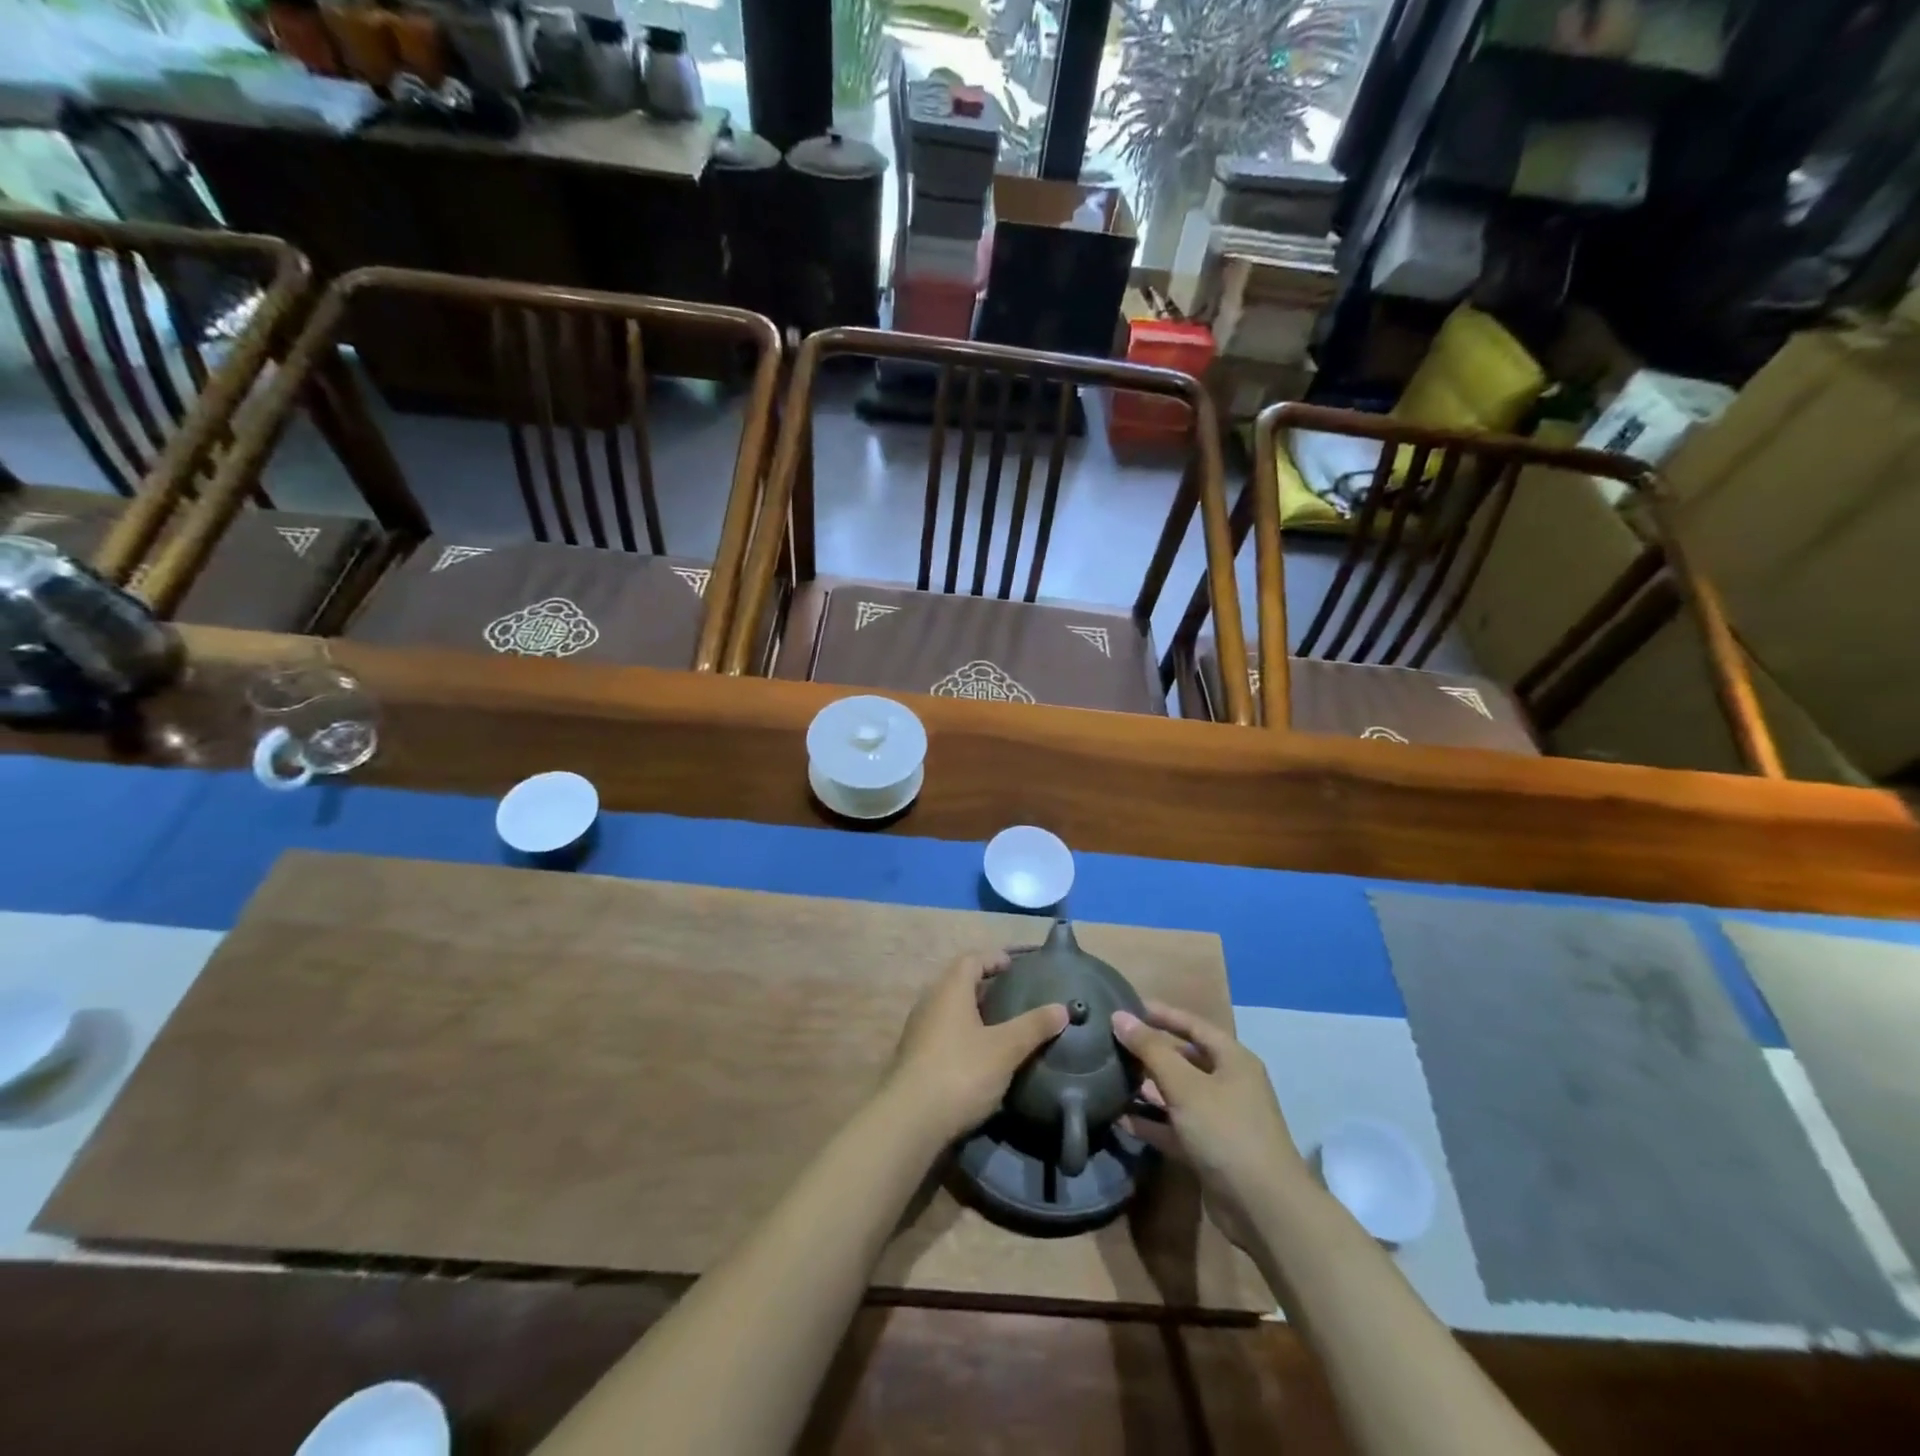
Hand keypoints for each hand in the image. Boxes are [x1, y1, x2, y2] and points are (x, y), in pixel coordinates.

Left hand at [880, 952, 1067, 1146]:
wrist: (909, 1120)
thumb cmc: (961, 1072)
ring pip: (950, 1010)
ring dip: (974, 1012)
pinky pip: (943, 1033)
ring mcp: (918, 1030)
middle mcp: (930, 1001)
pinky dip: (963, 1035)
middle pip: (959, 982)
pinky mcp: (914, 1057)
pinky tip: (980, 1056)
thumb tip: (1063, 1008)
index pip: (972, 959)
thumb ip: (1033, 1026)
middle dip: (986, 986)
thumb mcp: (1005, 1049)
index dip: (994, 958)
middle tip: (1015, 996)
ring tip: (1002, 1026)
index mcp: (950, 989)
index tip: (1016, 966)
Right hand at [1114, 1002, 1305, 1250]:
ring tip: (1111, 1076)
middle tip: (1113, 1043)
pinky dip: (1152, 1121)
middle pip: (1185, 1059)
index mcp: (1233, 1060)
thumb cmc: (1226, 1131)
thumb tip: (1119, 1016)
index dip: (1162, 1014)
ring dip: (1148, 1087)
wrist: (1264, 1209)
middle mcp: (1229, 1084)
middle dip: (1151, 1051)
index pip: (1193, 1024)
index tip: (1127, 1006)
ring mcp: (1220, 1119)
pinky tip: (1121, 1118)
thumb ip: (1151, 1049)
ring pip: (1178, 1094)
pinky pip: (1175, 1127)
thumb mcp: (1185, 1085)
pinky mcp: (1209, 1151)